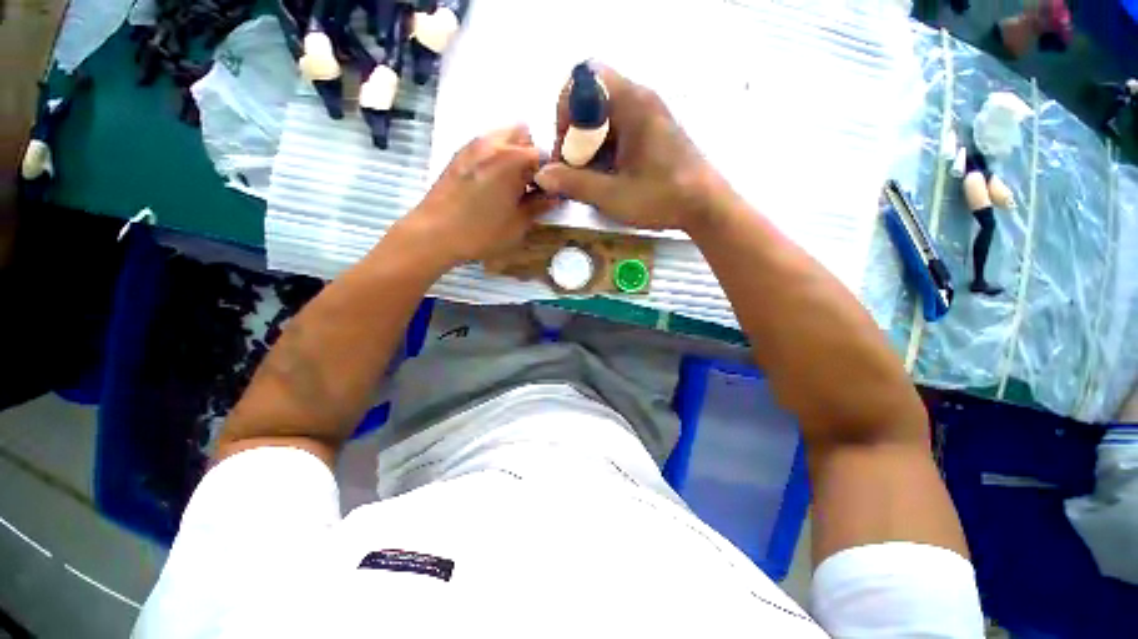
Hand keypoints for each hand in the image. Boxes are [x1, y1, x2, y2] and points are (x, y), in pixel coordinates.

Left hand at [396, 125, 554, 267]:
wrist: (434, 233)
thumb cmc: (481, 232)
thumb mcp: (518, 224)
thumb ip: (539, 206)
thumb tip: (556, 197)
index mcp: (512, 159)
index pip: (544, 153)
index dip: (552, 171)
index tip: (551, 188)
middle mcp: (493, 143)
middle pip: (524, 134)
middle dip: (532, 155)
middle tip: (532, 183)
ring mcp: (473, 145)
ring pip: (504, 137)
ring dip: (514, 154)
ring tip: (512, 184)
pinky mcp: (459, 154)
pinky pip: (487, 145)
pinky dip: (497, 156)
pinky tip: (493, 183)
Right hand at [534, 64, 730, 231]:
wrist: (705, 205)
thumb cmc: (662, 197)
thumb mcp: (613, 195)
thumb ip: (574, 183)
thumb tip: (542, 175)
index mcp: (631, 102)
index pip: (583, 79)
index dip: (565, 112)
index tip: (568, 148)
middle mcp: (640, 97)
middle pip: (591, 97)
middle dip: (575, 132)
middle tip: (577, 166)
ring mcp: (648, 112)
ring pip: (603, 114)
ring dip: (589, 143)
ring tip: (593, 176)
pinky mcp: (652, 128)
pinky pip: (618, 126)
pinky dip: (604, 147)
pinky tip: (609, 174)